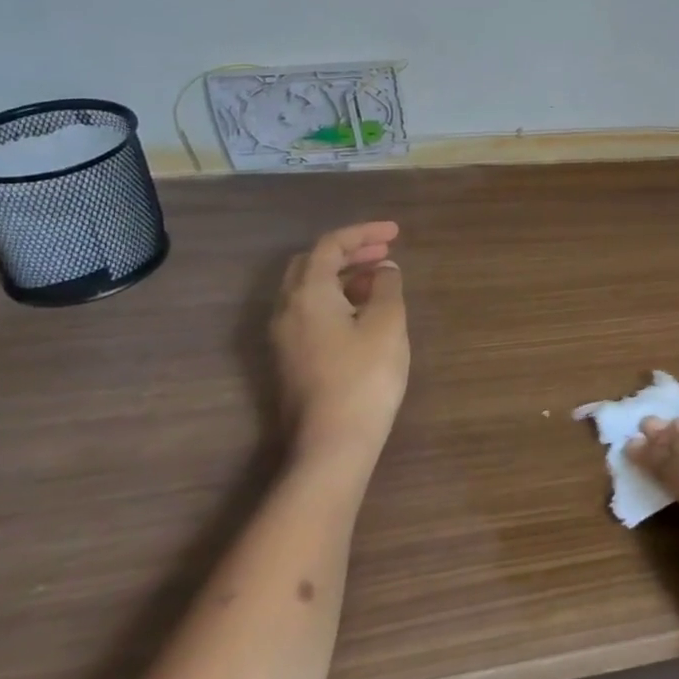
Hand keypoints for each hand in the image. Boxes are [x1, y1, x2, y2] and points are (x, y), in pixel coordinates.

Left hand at [270, 221, 410, 465]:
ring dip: (342, 276)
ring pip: (308, 290)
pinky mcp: (290, 360)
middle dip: (349, 252)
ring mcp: (283, 339)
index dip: (363, 233)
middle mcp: (286, 310)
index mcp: (308, 294)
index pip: (329, 246)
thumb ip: (386, 287)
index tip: (395, 234)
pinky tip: (363, 313)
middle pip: (311, 264)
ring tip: (380, 281)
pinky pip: (309, 312)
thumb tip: (384, 270)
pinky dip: (336, 299)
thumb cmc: (364, 376)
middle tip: (385, 253)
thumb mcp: (387, 323)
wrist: (331, 444)